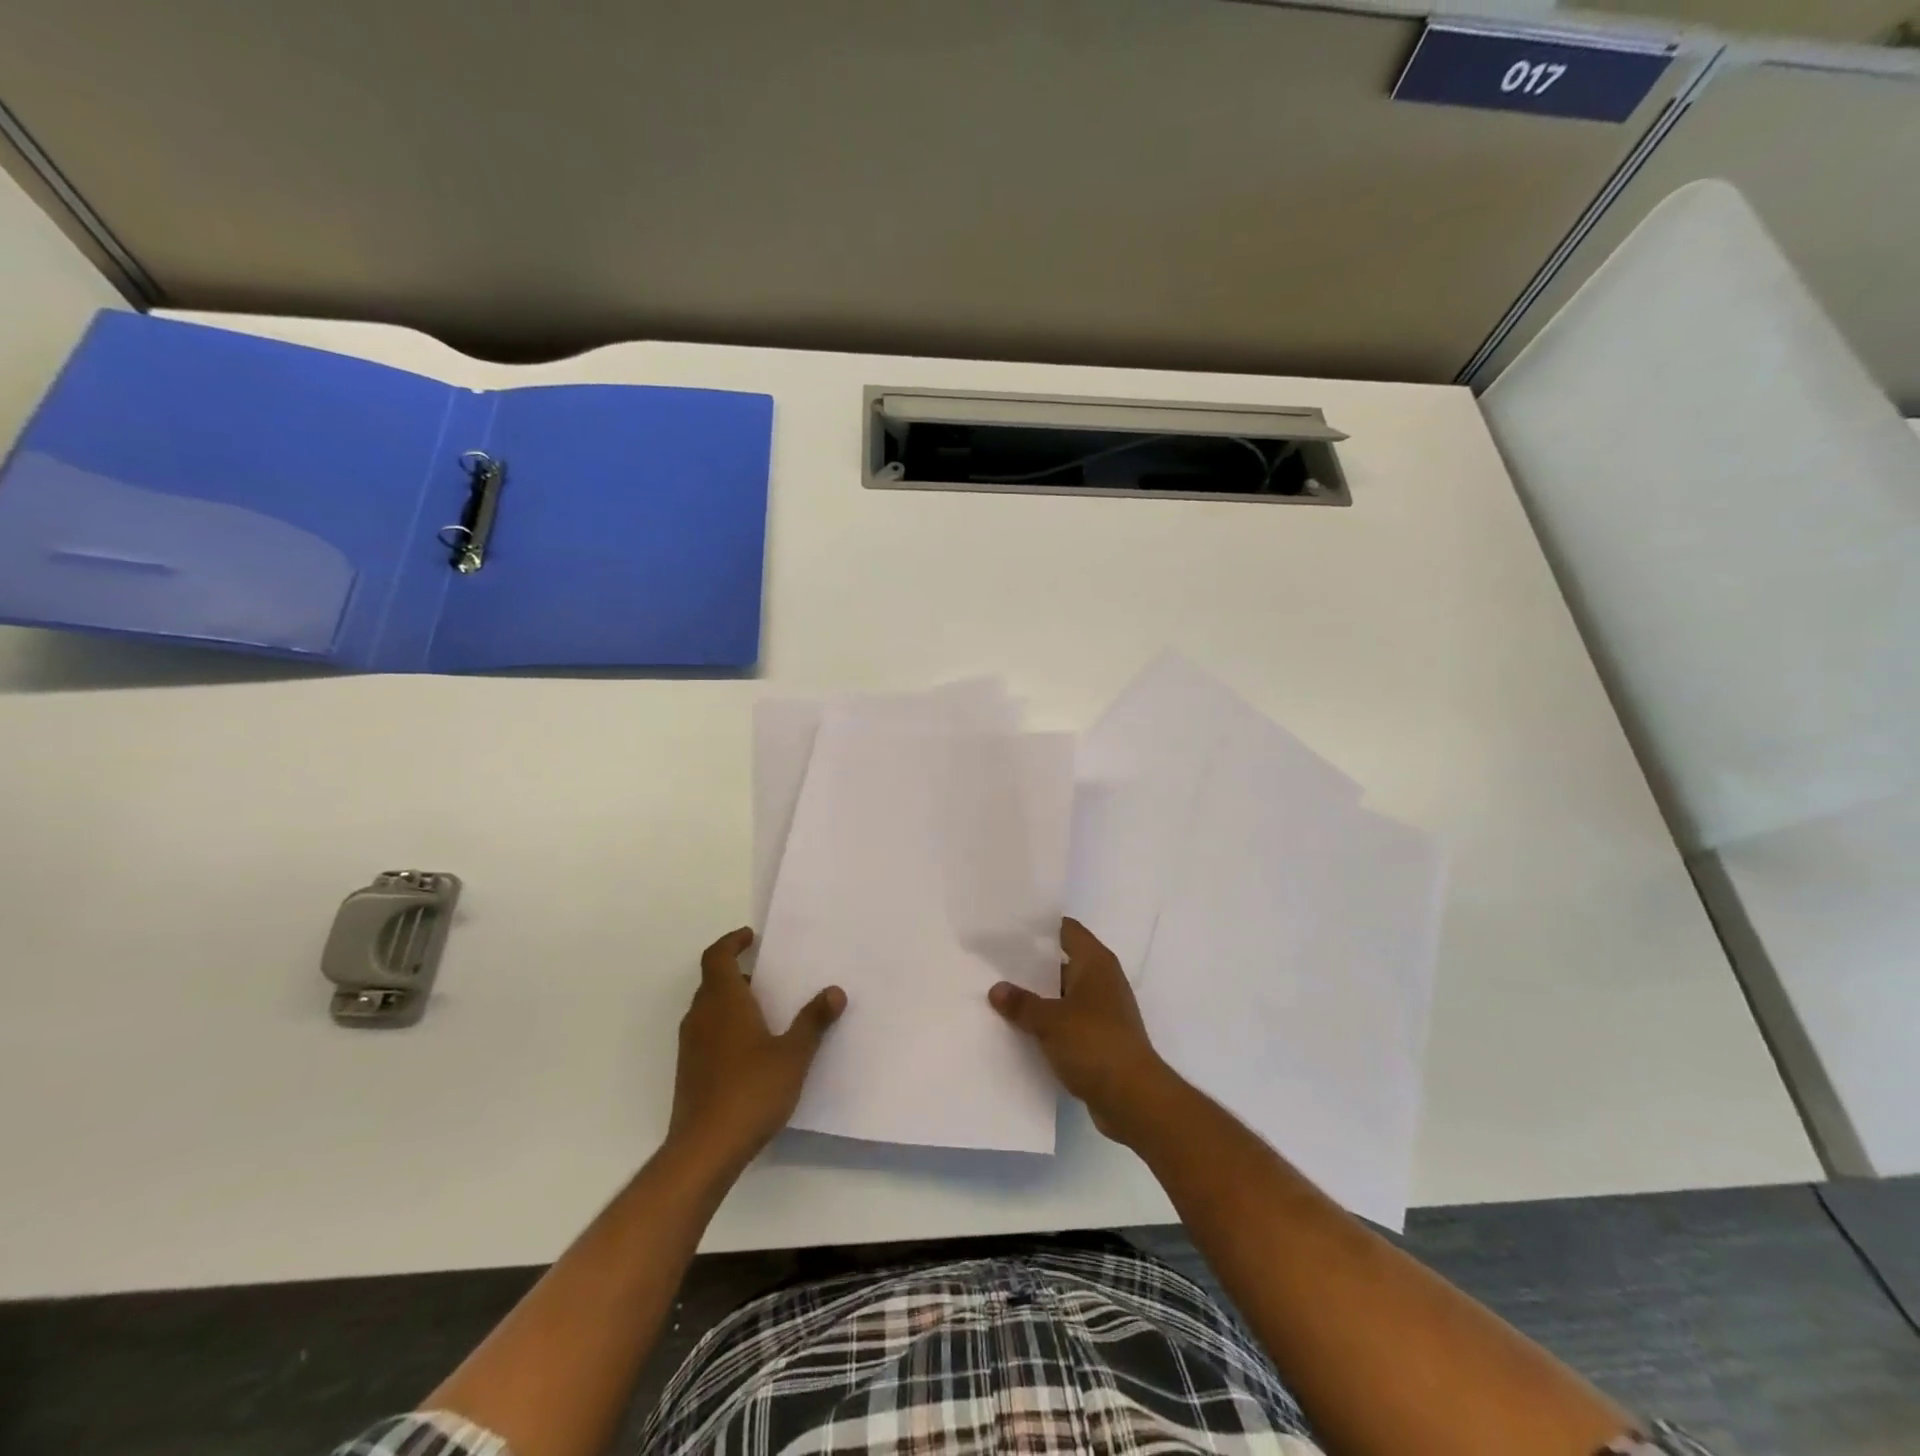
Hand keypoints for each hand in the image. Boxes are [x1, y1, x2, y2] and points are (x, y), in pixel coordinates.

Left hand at [668, 928, 845, 1174]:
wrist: (704, 1149)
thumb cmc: (751, 1091)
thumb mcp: (793, 1054)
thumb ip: (813, 1021)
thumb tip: (834, 991)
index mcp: (723, 1002)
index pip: (716, 957)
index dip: (731, 942)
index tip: (751, 937)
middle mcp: (701, 1017)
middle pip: (712, 981)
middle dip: (737, 972)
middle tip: (767, 976)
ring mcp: (691, 1046)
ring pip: (708, 1008)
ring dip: (731, 1001)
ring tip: (765, 1011)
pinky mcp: (689, 1072)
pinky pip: (707, 1033)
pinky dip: (725, 1026)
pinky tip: (752, 1049)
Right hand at [989, 917, 1176, 1144]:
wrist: (1133, 1098)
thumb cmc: (1094, 1044)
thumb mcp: (1050, 1021)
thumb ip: (1022, 1003)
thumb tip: (996, 989)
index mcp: (1096, 963)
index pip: (1067, 930)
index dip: (1040, 927)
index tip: (1009, 928)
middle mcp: (1103, 980)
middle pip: (1063, 962)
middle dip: (1032, 964)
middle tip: (995, 962)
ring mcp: (1104, 1010)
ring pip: (1064, 994)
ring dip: (1039, 996)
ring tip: (1001, 994)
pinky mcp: (1101, 1038)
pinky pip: (1069, 1021)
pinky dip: (1049, 1022)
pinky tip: (1021, 1028)